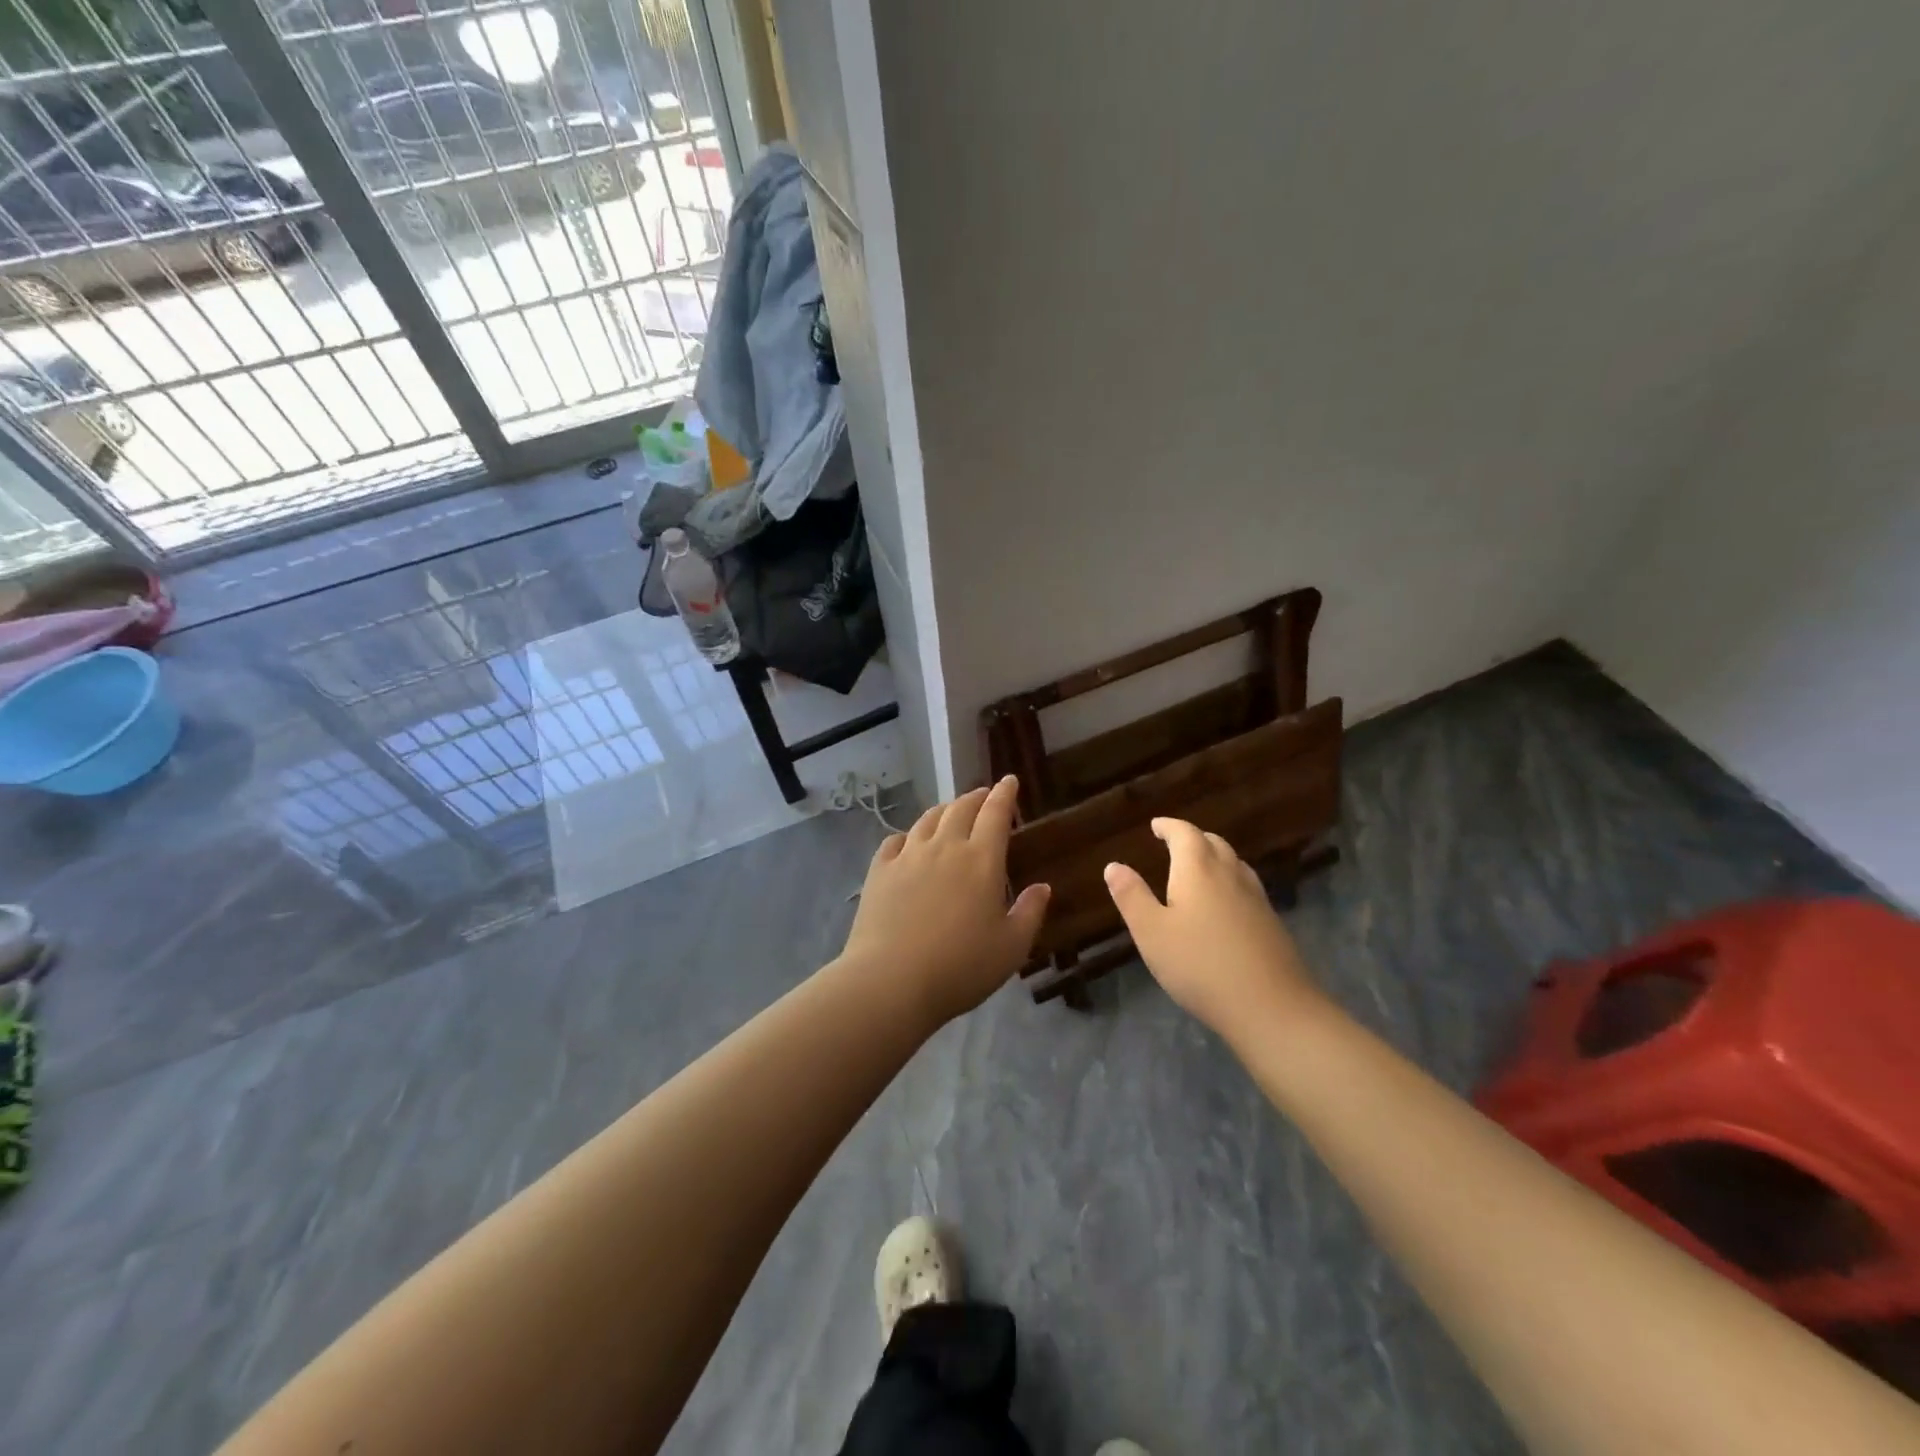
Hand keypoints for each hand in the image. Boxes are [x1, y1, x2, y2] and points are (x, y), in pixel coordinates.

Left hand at [840, 776, 1050, 1026]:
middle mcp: (945, 847)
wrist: (891, 981)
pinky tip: (908, 842)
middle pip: (961, 808)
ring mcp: (908, 856)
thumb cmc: (960, 967)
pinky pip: (895, 840)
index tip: (1009, 781)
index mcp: (981, 860)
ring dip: (944, 810)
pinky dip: (908, 835)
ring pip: (928, 819)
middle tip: (983, 795)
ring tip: (951, 812)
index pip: (995, 813)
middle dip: (976, 797)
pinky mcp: (879, 870)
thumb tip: (1042, 887)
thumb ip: (1030, 913)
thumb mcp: (1011, 948)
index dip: (1004, 794)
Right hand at [1104, 818, 1323, 1039]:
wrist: (1271, 1007)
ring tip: (1198, 868)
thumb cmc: (1200, 965)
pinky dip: (1229, 881)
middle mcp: (1230, 875)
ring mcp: (1256, 898)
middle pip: (1213, 843)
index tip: (1156, 825)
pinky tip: (1225, 904)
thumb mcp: (1151, 933)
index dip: (1169, 826)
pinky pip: (1246, 887)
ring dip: (1214, 857)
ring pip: (1234, 863)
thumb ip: (1132, 896)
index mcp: (1198, 870)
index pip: (1185, 834)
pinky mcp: (1271, 923)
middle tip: (1174, 843)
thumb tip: (1114, 865)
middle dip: (1192, 838)